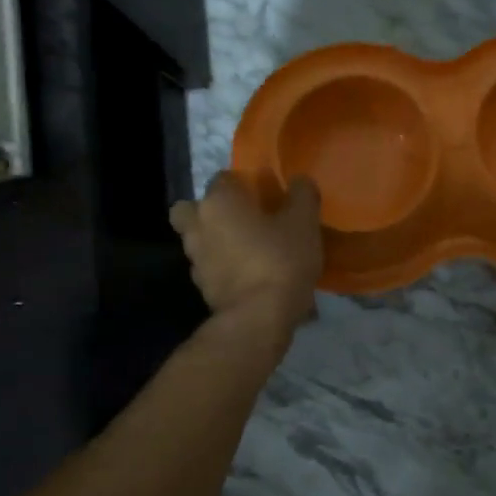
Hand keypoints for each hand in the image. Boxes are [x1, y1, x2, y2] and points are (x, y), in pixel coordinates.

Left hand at [170, 172, 324, 331]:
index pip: (223, 178)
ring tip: (248, 251)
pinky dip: (222, 268)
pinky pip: (209, 267)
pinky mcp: (201, 288)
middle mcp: (198, 226)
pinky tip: (248, 276)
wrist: (259, 317)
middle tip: (240, 220)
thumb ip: (302, 194)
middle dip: (209, 211)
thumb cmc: (280, 259)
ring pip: (198, 240)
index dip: (243, 184)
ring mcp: (195, 259)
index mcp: (219, 201)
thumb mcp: (304, 222)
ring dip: (216, 241)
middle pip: (191, 209)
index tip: (264, 196)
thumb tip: (299, 180)